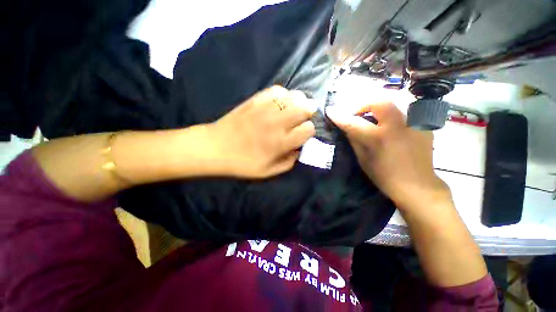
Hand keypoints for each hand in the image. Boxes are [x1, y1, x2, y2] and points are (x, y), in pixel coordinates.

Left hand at [210, 86, 315, 177]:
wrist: (216, 148)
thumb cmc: (243, 163)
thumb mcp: (268, 172)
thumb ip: (288, 163)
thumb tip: (299, 150)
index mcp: (281, 143)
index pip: (308, 129)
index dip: (309, 130)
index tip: (303, 133)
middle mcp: (277, 123)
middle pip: (304, 108)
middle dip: (309, 111)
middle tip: (305, 116)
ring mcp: (266, 109)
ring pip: (293, 96)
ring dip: (298, 101)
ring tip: (295, 107)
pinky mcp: (255, 100)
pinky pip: (276, 90)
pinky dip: (283, 94)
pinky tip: (280, 101)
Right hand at [326, 102, 449, 209]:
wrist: (416, 186)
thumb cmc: (384, 176)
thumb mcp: (363, 159)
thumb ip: (354, 140)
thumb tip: (347, 127)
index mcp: (379, 138)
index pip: (354, 123)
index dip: (340, 116)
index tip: (330, 111)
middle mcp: (398, 126)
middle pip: (379, 102)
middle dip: (363, 105)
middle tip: (356, 115)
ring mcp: (413, 124)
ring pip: (392, 105)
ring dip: (377, 110)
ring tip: (371, 121)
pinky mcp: (422, 126)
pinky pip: (402, 114)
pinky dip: (390, 117)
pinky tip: (388, 129)